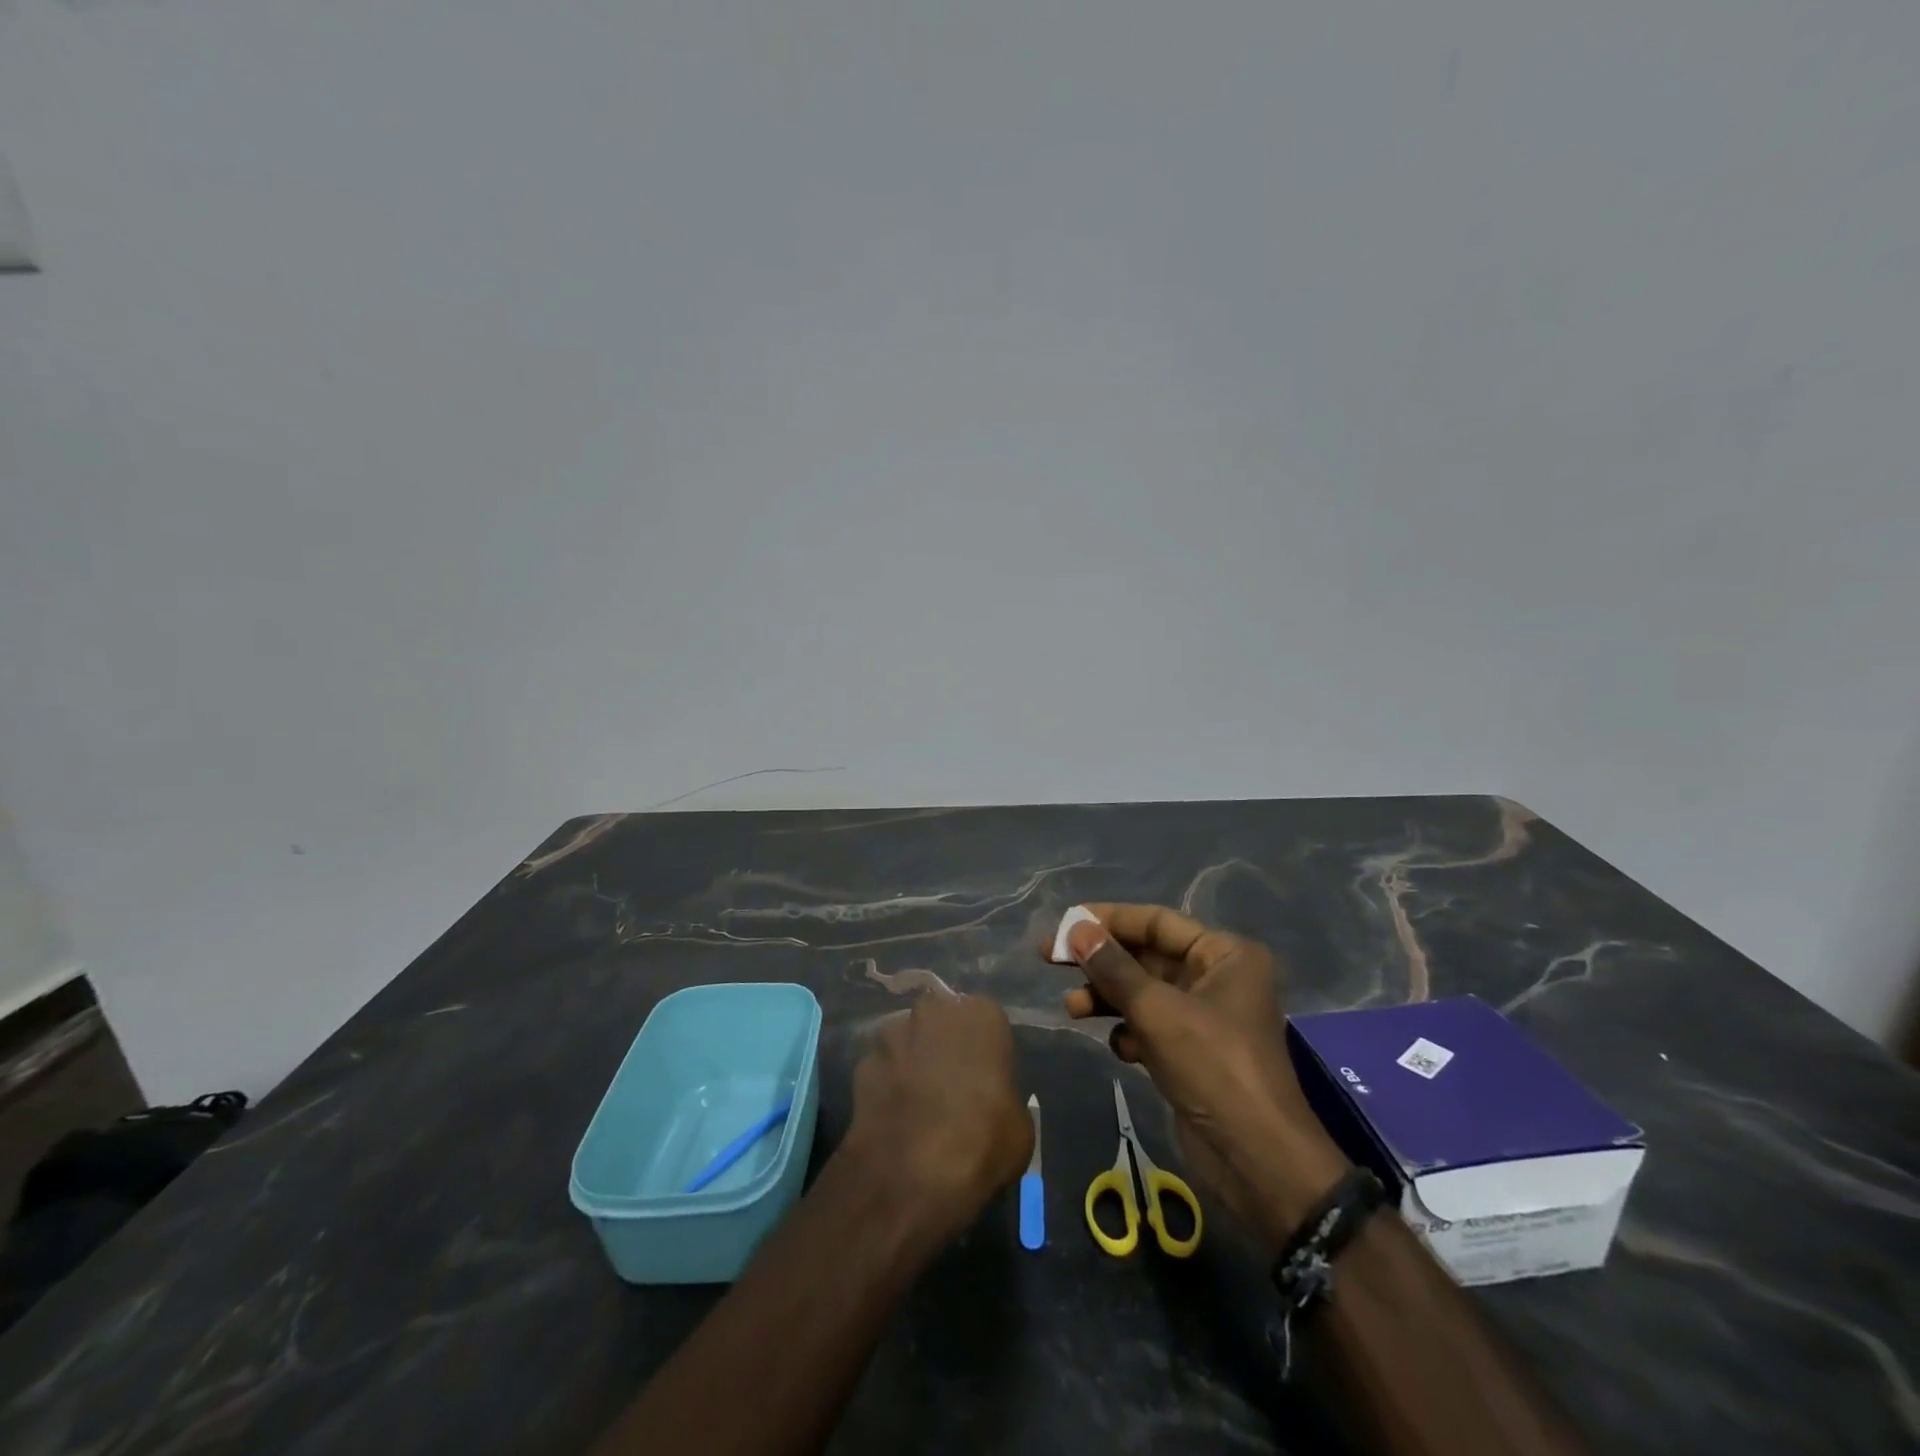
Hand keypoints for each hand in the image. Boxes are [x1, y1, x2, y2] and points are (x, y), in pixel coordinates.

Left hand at [841, 991, 1034, 1242]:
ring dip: (912, 1062)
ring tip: (918, 1104)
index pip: (986, 1019)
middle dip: (943, 1044)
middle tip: (951, 1084)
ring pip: (907, 1041)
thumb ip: (1005, 1095)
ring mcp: (893, 1034)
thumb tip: (994, 1102)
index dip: (985, 1049)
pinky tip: (894, 1118)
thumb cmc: (983, 1141)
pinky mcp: (862, 1063)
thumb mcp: (1020, 1125)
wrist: (913, 1175)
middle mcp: (934, 1011)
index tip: (986, 1077)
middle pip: (941, 1020)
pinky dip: (887, 1086)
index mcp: (980, 1014)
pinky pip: (882, 1069)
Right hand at [1058, 904, 1348, 1247]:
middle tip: (1051, 959)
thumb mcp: (1157, 1011)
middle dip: (1101, 962)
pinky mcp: (1192, 1053)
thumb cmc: (1213, 1067)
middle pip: (1146, 956)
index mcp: (1224, 954)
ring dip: (1107, 998)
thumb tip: (1076, 930)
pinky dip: (1129, 1032)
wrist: (1257, 1161)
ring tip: (1072, 1009)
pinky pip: (1150, 1027)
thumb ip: (1113, 968)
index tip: (1065, 924)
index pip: (1157, 922)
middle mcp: (1217, 978)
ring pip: (1143, 993)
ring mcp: (1204, 1018)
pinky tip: (1120, 1049)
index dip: (1109, 920)